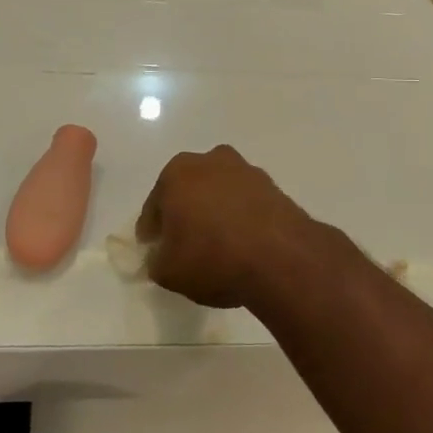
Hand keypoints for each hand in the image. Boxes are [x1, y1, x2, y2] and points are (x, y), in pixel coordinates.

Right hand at [135, 145, 324, 308]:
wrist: (280, 258)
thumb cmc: (212, 257)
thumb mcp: (168, 271)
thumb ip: (157, 261)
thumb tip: (161, 257)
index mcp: (176, 173)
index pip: (154, 206)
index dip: (152, 231)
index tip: (155, 251)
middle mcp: (210, 161)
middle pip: (188, 191)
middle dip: (184, 214)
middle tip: (185, 246)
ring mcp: (245, 171)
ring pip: (219, 193)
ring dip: (215, 213)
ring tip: (219, 247)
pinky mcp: (273, 186)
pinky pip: (245, 203)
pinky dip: (241, 218)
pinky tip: (243, 245)